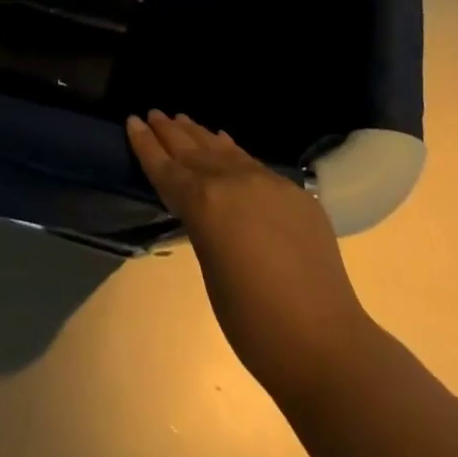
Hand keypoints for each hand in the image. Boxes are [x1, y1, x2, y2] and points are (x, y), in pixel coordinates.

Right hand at [127, 110, 373, 398]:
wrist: (325, 343)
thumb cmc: (252, 322)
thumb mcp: (210, 269)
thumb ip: (202, 226)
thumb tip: (203, 207)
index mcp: (205, 203)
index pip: (167, 168)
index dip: (147, 144)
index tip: (132, 120)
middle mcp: (234, 181)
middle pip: (194, 151)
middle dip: (170, 132)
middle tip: (153, 113)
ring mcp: (268, 183)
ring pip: (224, 151)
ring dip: (200, 135)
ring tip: (181, 119)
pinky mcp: (295, 193)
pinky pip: (253, 162)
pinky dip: (232, 150)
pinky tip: (224, 141)